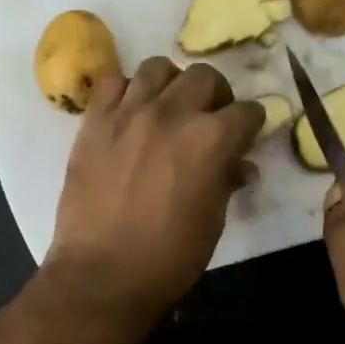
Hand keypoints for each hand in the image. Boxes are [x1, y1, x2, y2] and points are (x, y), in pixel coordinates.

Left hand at [44, 57, 263, 343]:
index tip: (245, 136)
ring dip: (171, 84)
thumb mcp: (212, 223)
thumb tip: (239, 166)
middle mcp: (172, 113)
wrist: (102, 275)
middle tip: (209, 119)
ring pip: (158, 68)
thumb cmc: (168, 258)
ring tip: (167, 108)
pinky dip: (125, 91)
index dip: (250, 125)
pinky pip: (111, 82)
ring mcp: (128, 113)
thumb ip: (226, 182)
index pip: (247, 112)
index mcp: (212, 140)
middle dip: (215, 96)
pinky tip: (129, 113)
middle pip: (205, 76)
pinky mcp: (94, 122)